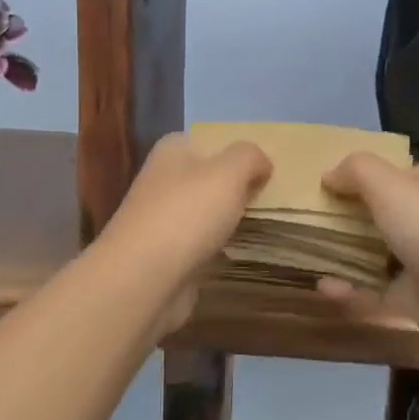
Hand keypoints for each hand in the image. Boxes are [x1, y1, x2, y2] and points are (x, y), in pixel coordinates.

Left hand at [94, 132, 270, 332]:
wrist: (143, 278)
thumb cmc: (187, 214)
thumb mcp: (230, 171)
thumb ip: (250, 157)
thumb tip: (261, 163)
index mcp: (172, 150)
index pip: (210, 141)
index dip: (239, 153)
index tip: (269, 170)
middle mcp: (163, 180)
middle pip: (210, 178)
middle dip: (238, 188)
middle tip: (275, 199)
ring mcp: (162, 219)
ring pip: (207, 212)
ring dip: (230, 219)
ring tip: (266, 225)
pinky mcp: (166, 254)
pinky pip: (202, 243)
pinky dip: (219, 248)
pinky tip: (241, 252)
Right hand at [316, 153, 418, 347]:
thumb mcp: (389, 184)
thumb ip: (356, 171)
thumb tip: (328, 174)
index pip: (392, 174)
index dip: (359, 176)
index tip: (322, 184)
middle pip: (380, 214)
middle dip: (346, 216)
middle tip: (305, 220)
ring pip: (375, 253)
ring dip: (344, 254)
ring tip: (305, 253)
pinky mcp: (415, 300)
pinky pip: (374, 291)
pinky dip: (350, 289)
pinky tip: (323, 287)